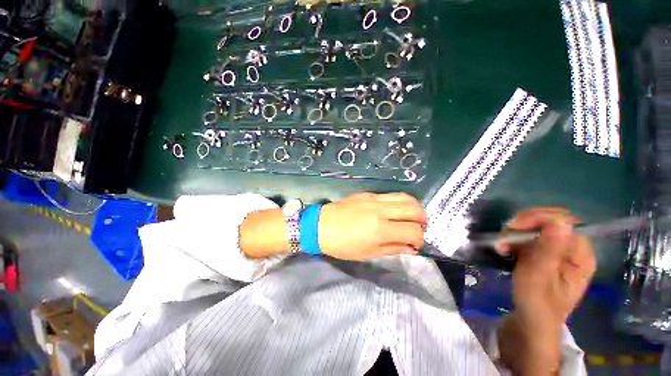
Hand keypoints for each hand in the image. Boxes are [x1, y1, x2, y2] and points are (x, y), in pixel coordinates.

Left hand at [318, 192, 425, 259]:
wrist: (321, 225)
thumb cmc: (342, 244)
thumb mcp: (368, 253)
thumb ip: (392, 249)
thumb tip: (410, 247)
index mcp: (381, 229)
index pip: (413, 230)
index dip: (419, 238)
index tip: (416, 243)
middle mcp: (381, 210)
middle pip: (413, 208)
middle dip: (422, 219)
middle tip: (420, 227)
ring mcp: (374, 199)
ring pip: (404, 196)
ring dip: (414, 207)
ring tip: (412, 216)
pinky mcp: (367, 194)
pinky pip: (389, 195)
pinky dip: (398, 202)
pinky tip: (393, 210)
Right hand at [500, 208, 595, 325]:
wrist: (530, 320)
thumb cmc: (537, 302)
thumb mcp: (541, 276)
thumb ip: (550, 249)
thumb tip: (561, 221)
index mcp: (580, 255)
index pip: (565, 221)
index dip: (539, 219)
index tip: (514, 228)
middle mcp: (572, 248)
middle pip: (549, 221)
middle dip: (523, 226)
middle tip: (504, 239)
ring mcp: (558, 250)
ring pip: (536, 227)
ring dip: (515, 233)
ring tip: (502, 247)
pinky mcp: (544, 253)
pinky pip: (529, 236)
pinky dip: (514, 239)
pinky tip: (505, 249)